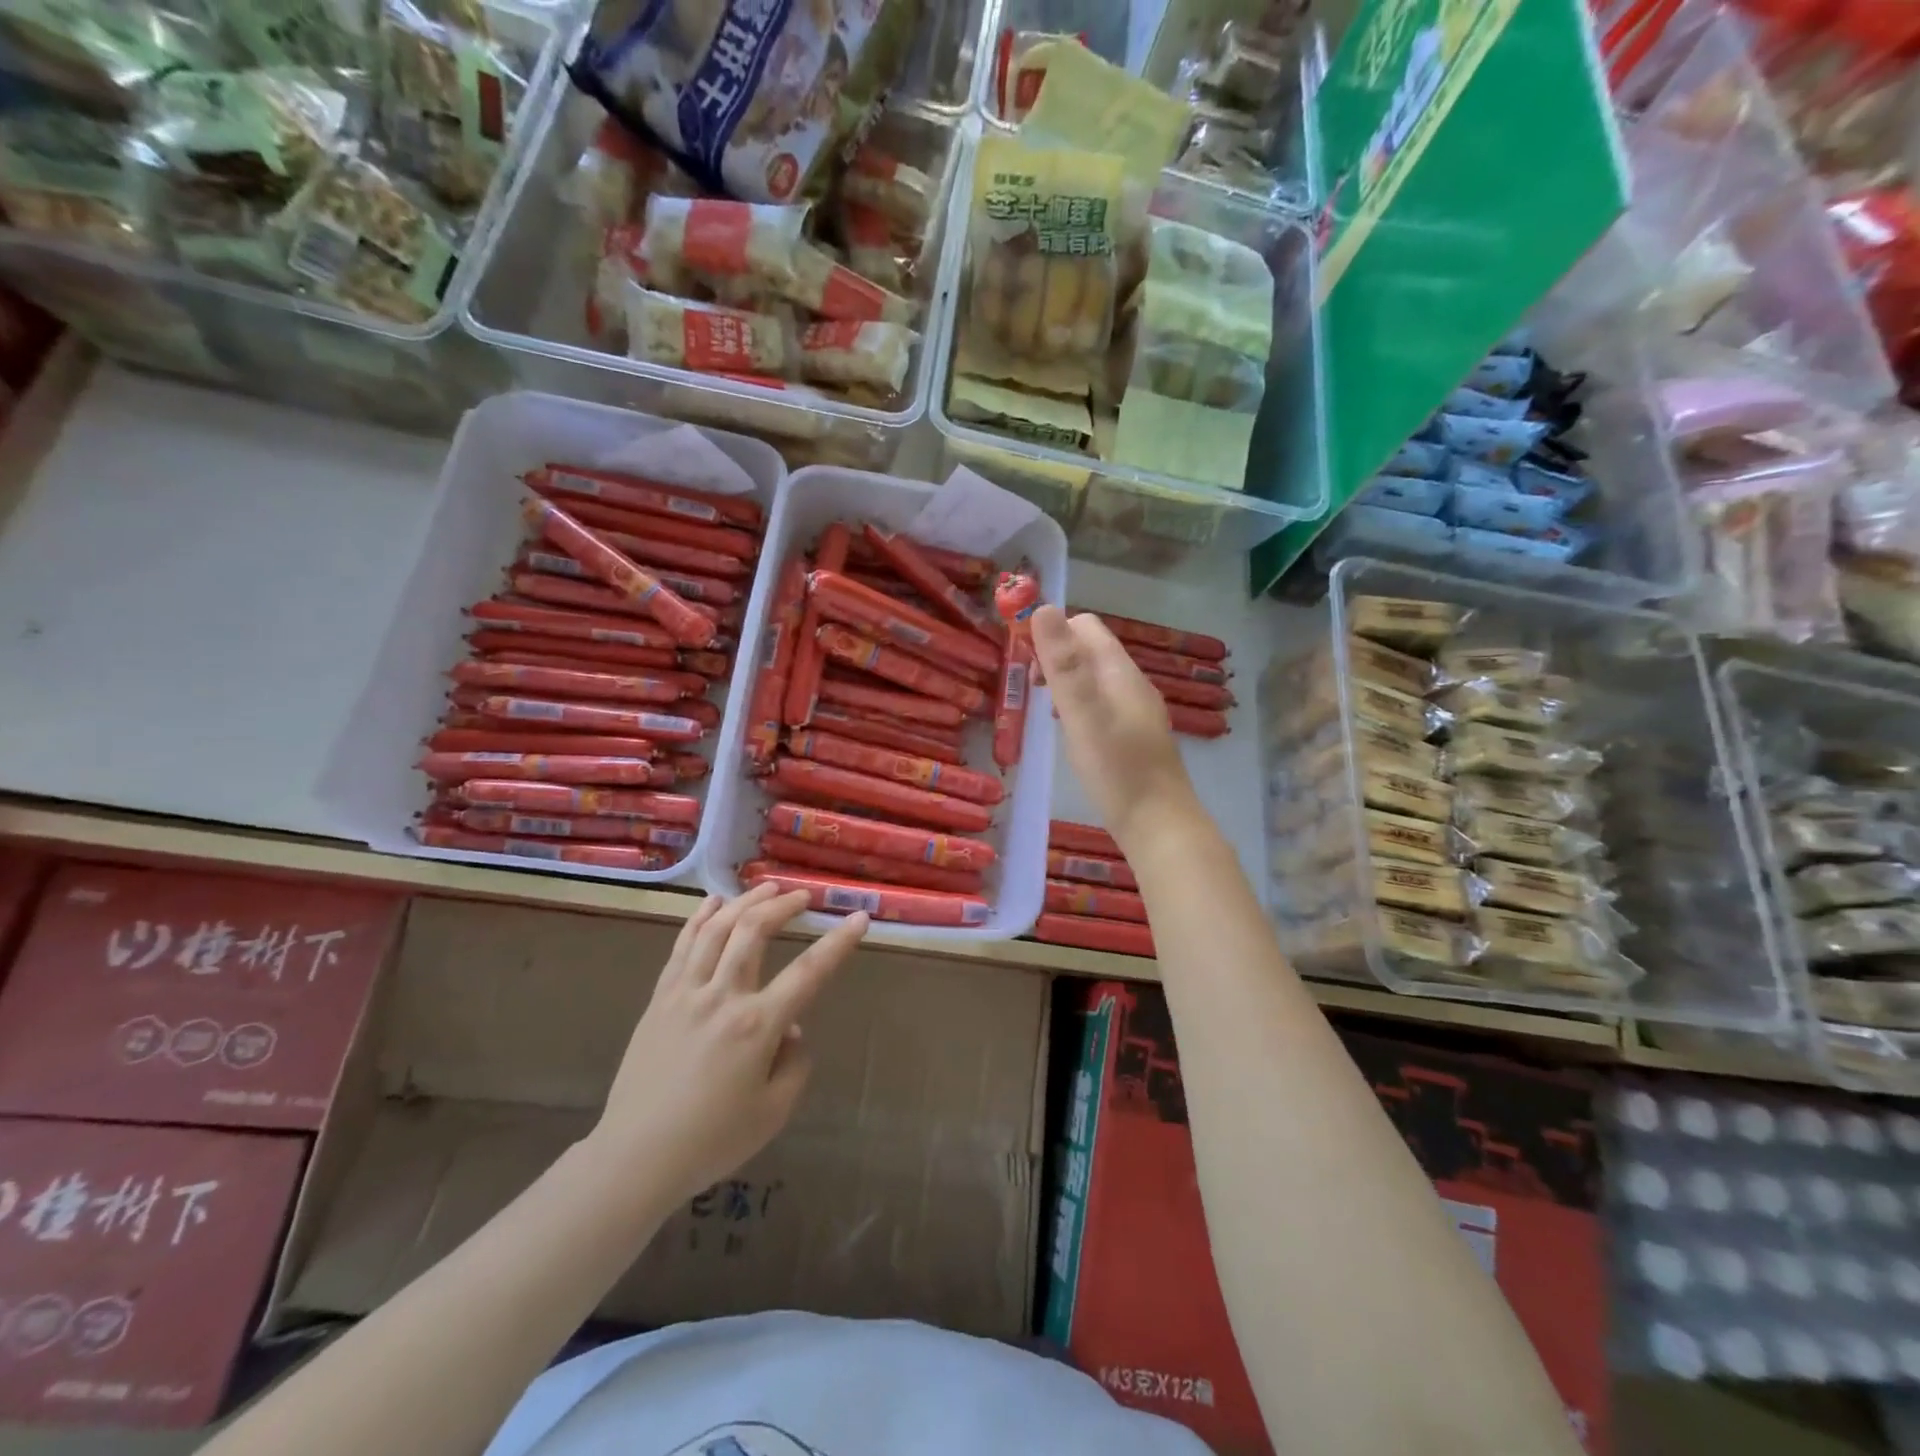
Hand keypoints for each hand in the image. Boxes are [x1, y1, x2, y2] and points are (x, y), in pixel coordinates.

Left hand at [588, 885, 868, 1211]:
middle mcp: (722, 997)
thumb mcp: (774, 1112)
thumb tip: (792, 1028)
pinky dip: (700, 918)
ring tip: (765, 889)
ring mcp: (686, 993)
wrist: (635, 1158)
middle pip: (753, 932)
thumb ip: (795, 1063)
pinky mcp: (660, 999)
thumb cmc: (712, 1140)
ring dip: (744, 902)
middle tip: (801, 895)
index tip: (858, 918)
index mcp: (756, 1026)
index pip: (809, 972)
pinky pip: (682, 946)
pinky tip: (713, 903)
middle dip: (782, 905)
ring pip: (716, 929)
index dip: (838, 942)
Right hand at [1031, 605, 1197, 845]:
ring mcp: (1135, 711)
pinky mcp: (1133, 736)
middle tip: (1030, 689)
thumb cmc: (1117, 769)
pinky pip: (1101, 704)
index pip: (1085, 626)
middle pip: (1089, 650)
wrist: (1159, 825)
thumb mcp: (1082, 713)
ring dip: (1065, 683)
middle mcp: (1131, 684)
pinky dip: (1078, 706)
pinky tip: (1070, 732)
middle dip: (1055, 658)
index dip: (1052, 632)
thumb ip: (1062, 664)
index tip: (1024, 660)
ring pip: (1094, 679)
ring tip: (1044, 710)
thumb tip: (1043, 608)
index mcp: (1120, 672)